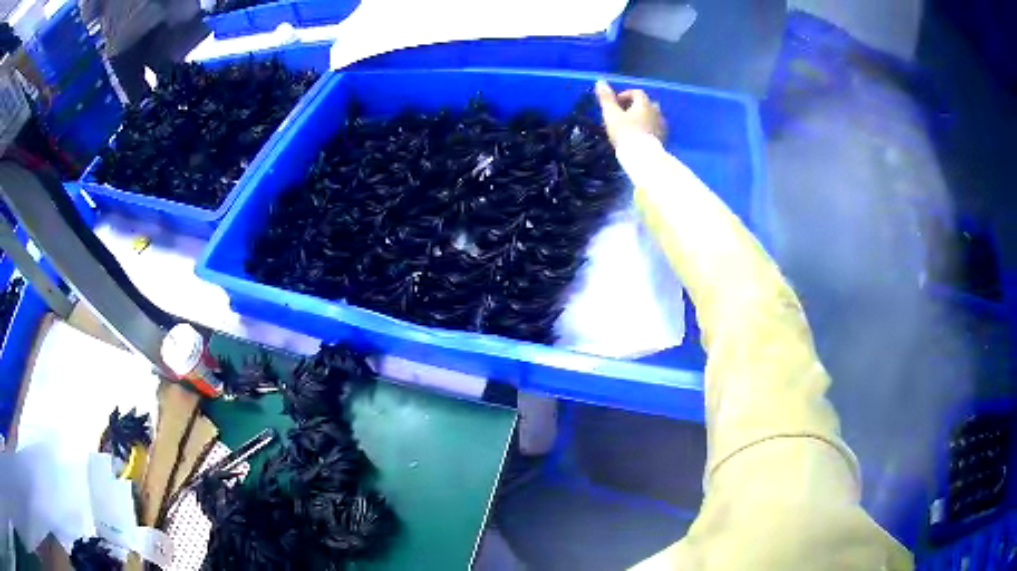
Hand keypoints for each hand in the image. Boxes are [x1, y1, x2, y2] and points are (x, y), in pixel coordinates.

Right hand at [594, 80, 665, 145]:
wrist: (642, 156)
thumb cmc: (625, 132)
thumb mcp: (611, 114)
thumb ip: (606, 98)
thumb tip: (600, 81)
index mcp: (644, 103)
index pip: (637, 92)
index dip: (625, 95)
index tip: (615, 103)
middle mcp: (656, 111)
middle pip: (647, 104)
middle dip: (636, 106)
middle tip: (624, 114)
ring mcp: (661, 126)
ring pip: (653, 117)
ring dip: (643, 118)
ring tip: (632, 125)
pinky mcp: (663, 139)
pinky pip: (655, 129)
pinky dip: (648, 129)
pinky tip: (640, 136)